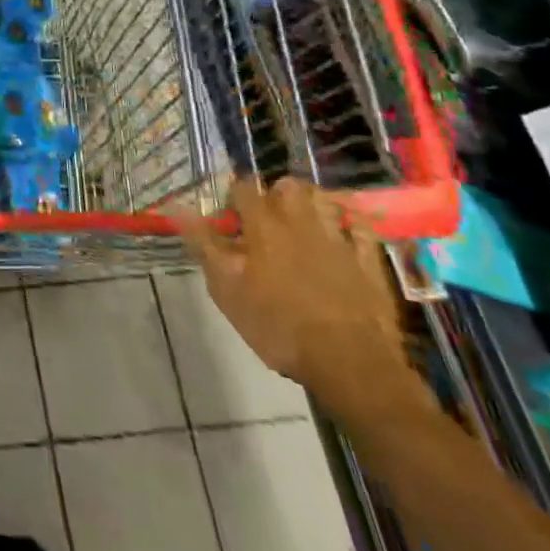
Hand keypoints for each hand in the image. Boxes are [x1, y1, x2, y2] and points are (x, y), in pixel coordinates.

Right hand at [178, 177, 409, 420]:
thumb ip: (205, 246)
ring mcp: (339, 240)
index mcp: (263, 226)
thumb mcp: (227, 290)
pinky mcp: (370, 262)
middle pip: (289, 186)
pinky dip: (353, 225)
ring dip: (313, 202)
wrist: (351, 364)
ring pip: (326, 200)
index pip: (244, 188)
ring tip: (303, 219)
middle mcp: (301, 222)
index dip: (234, 195)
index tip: (229, 216)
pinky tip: (346, 232)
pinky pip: (363, 229)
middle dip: (276, 192)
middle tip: (267, 216)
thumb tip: (179, 209)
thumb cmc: (279, 326)